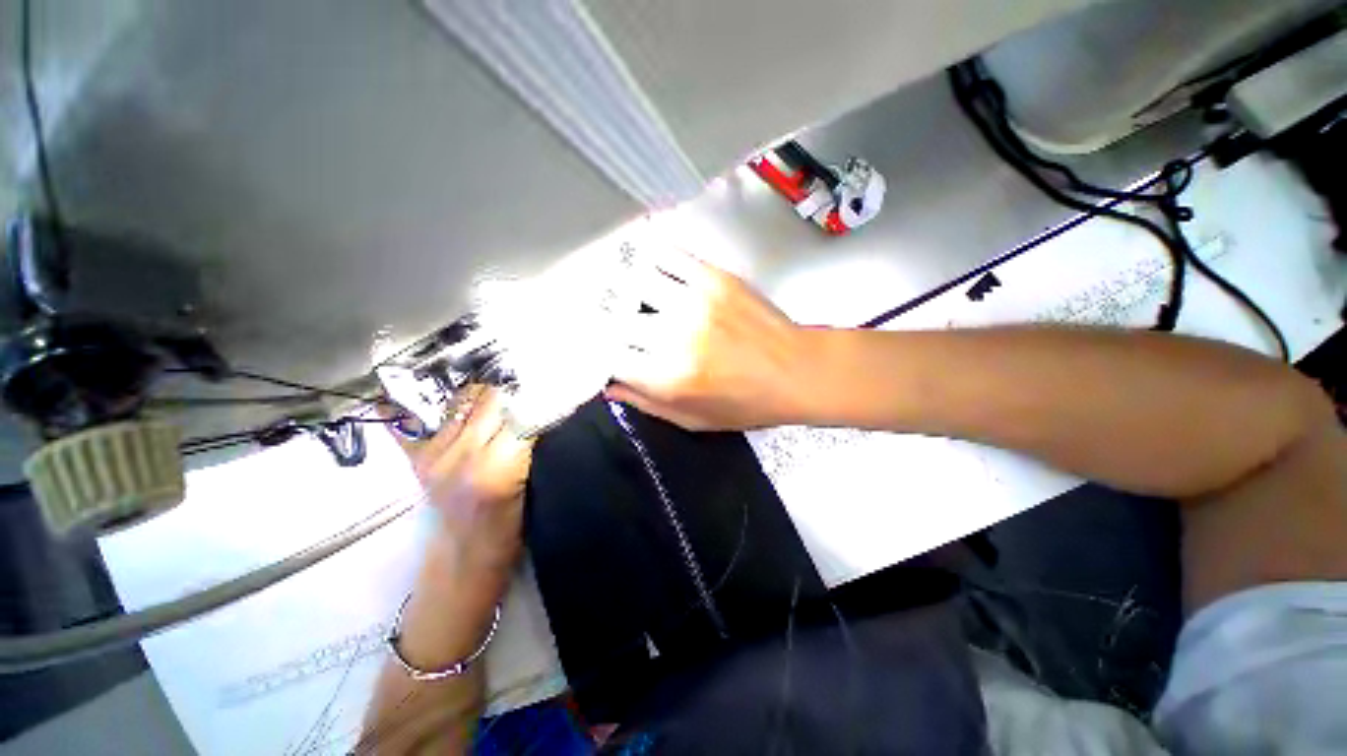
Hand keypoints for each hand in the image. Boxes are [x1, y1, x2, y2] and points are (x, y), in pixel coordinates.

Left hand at [388, 386, 533, 568]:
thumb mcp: (533, 489)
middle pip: (492, 398)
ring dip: (488, 393)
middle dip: (516, 389)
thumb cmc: (509, 533)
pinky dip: (451, 404)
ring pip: (466, 399)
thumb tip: (543, 407)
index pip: (523, 413)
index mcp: (495, 469)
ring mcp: (434, 454)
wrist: (463, 563)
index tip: (554, 386)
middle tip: (532, 386)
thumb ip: (534, 446)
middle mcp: (459, 455)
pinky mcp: (419, 456)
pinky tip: (461, 397)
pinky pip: (431, 415)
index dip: (540, 397)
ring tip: (505, 394)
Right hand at [606, 249, 812, 430]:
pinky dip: (653, 260)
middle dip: (615, 326)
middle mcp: (675, 335)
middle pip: (618, 319)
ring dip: (630, 291)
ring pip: (636, 282)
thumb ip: (647, 404)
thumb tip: (609, 387)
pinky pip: (668, 256)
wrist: (798, 371)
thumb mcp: (694, 420)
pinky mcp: (714, 278)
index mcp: (668, 377)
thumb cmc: (747, 404)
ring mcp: (695, 301)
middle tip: (621, 327)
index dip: (606, 355)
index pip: (610, 355)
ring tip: (636, 298)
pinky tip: (654, 268)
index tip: (612, 354)